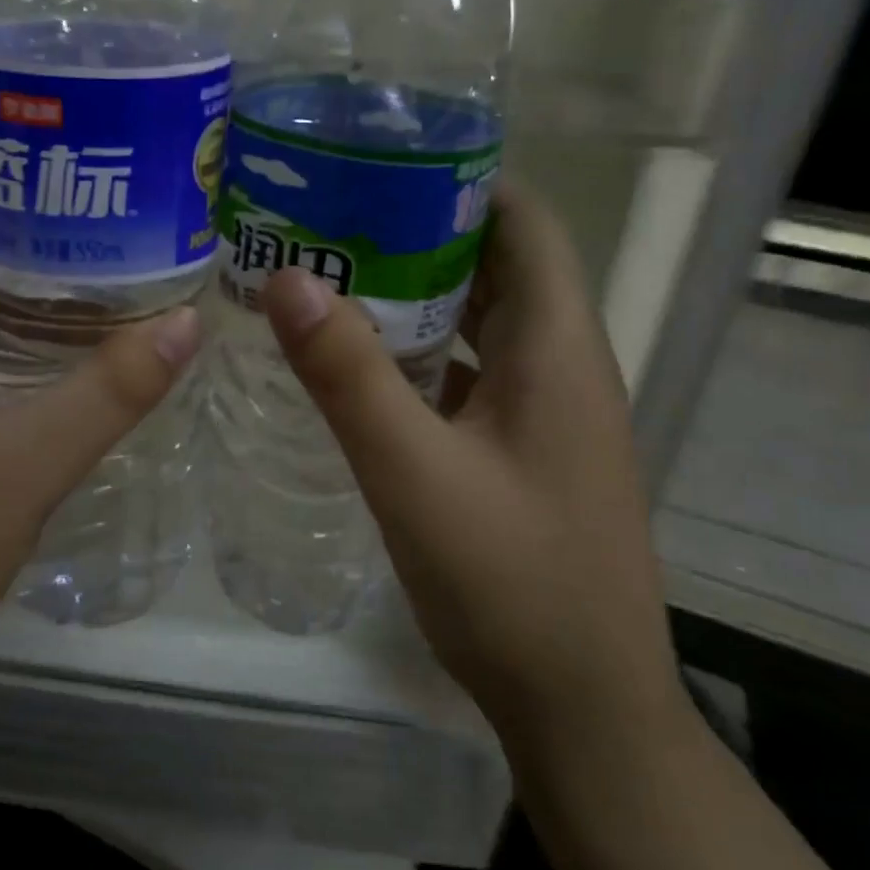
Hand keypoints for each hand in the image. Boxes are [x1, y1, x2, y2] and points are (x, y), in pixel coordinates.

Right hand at [261, 185, 686, 765]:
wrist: (581, 706)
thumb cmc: (510, 582)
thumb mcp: (413, 473)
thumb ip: (349, 375)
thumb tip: (288, 278)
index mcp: (557, 347)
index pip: (524, 223)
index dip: (462, 180)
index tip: (378, 163)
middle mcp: (560, 364)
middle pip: (495, 266)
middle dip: (418, 232)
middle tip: (329, 216)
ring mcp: (543, 411)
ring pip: (477, 323)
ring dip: (414, 295)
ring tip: (330, 273)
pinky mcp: (522, 450)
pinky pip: (468, 374)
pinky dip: (419, 354)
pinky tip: (358, 364)